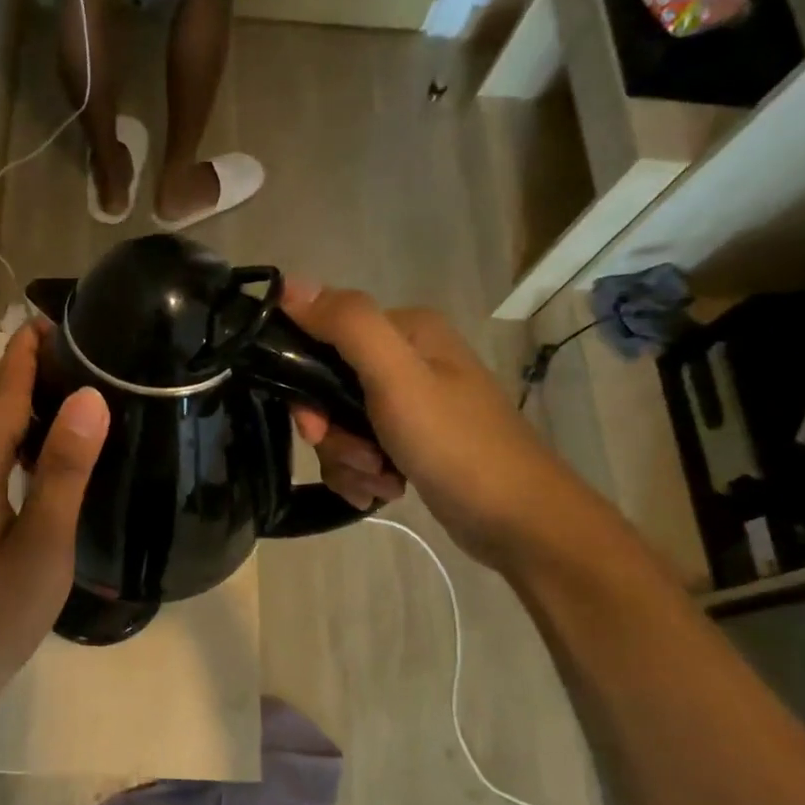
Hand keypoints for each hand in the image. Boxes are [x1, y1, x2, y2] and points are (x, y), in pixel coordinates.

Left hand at [0, 321, 108, 736]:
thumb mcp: (41, 548)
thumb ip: (62, 471)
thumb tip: (88, 398)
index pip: (4, 391)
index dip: (29, 353)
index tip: (59, 318)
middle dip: (22, 368)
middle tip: (74, 345)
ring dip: (15, 401)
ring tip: (64, 385)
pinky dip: (7, 436)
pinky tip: (36, 450)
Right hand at [281, 280, 593, 569]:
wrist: (517, 520)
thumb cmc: (456, 444)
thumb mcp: (397, 379)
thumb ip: (347, 326)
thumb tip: (287, 284)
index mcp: (405, 331)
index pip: (322, 340)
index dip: (306, 386)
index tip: (316, 426)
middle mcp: (406, 360)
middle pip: (327, 391)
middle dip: (333, 435)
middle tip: (360, 459)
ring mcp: (409, 404)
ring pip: (339, 428)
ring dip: (348, 461)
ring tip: (381, 481)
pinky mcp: (409, 443)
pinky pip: (358, 453)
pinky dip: (362, 476)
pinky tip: (385, 491)